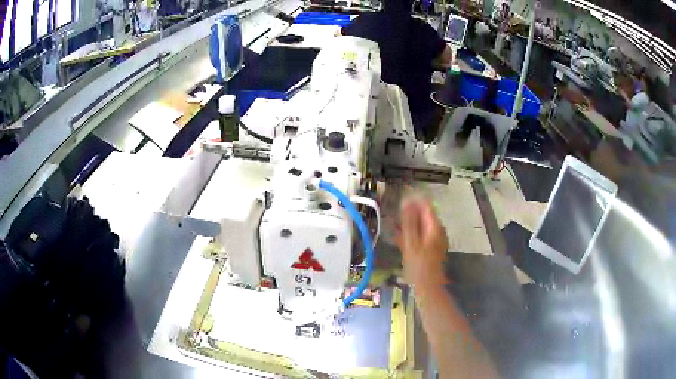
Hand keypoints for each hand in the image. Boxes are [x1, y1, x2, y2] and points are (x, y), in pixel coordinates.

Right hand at [395, 198, 448, 287]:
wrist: (427, 288)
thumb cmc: (419, 266)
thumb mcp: (411, 243)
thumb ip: (409, 222)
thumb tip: (406, 201)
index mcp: (435, 227)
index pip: (426, 205)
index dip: (413, 199)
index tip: (399, 198)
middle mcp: (437, 230)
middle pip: (423, 215)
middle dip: (408, 213)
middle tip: (393, 215)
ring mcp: (434, 239)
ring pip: (419, 225)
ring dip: (407, 224)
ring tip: (393, 226)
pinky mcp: (429, 247)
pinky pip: (419, 235)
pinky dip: (409, 234)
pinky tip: (398, 237)